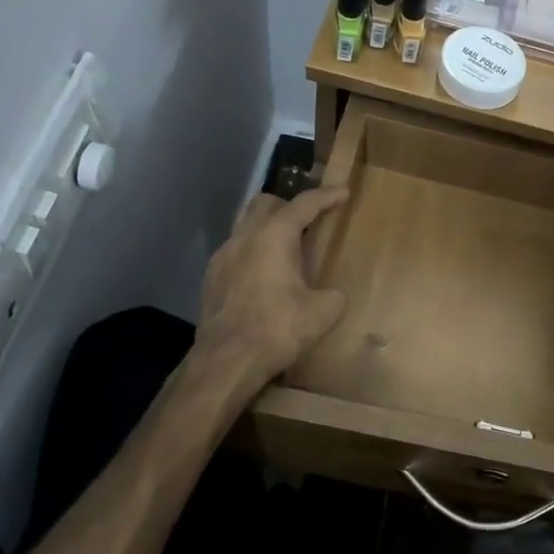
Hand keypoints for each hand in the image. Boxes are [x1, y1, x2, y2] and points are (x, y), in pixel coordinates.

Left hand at [195, 188, 349, 388]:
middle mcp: (245, 237)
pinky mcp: (211, 279)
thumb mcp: (323, 312)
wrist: (226, 361)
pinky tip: (263, 276)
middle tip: (308, 220)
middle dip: (288, 205)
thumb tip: (333, 295)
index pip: (303, 204)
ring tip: (285, 248)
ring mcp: (222, 257)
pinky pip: (235, 252)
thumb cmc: (278, 328)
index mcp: (275, 236)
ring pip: (245, 226)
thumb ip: (333, 295)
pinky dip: (252, 253)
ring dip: (266, 229)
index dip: (326, 196)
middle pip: (265, 203)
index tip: (342, 193)